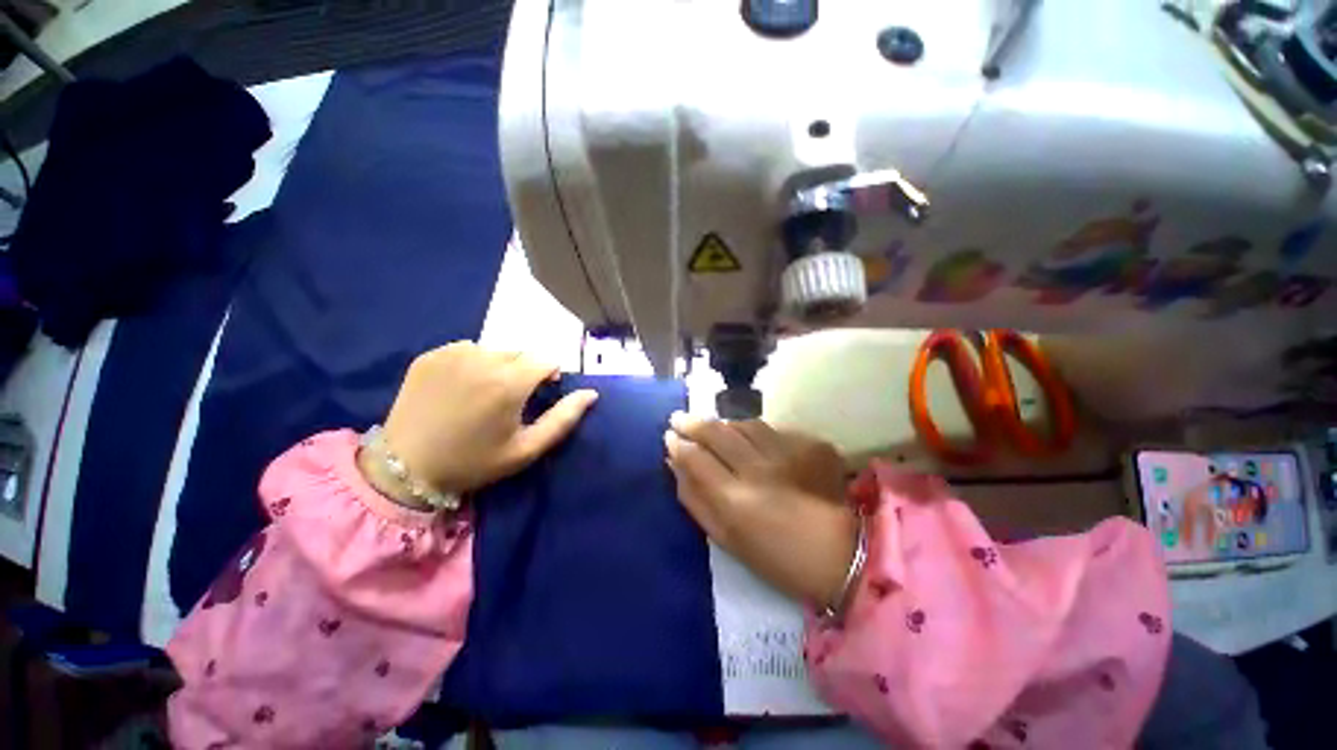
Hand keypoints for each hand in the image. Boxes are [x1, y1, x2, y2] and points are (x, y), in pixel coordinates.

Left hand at [376, 342, 597, 496]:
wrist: (406, 469)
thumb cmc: (474, 462)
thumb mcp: (527, 449)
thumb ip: (564, 418)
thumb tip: (591, 393)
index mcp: (509, 382)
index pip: (546, 359)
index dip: (550, 375)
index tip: (541, 393)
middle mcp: (483, 358)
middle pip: (521, 353)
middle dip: (525, 370)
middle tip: (511, 398)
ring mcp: (452, 354)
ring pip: (495, 350)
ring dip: (499, 365)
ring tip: (484, 392)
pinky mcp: (430, 356)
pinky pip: (466, 349)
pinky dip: (472, 362)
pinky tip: (460, 387)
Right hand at [664, 413, 857, 609]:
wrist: (841, 555)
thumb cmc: (775, 557)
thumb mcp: (725, 538)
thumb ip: (694, 499)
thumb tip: (674, 464)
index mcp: (734, 500)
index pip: (695, 457)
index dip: (678, 444)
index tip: (669, 437)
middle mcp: (758, 469)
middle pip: (717, 432)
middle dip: (692, 422)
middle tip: (679, 418)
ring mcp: (787, 453)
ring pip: (744, 424)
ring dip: (723, 423)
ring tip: (712, 427)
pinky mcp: (810, 444)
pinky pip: (772, 428)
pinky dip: (754, 430)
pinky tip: (749, 437)